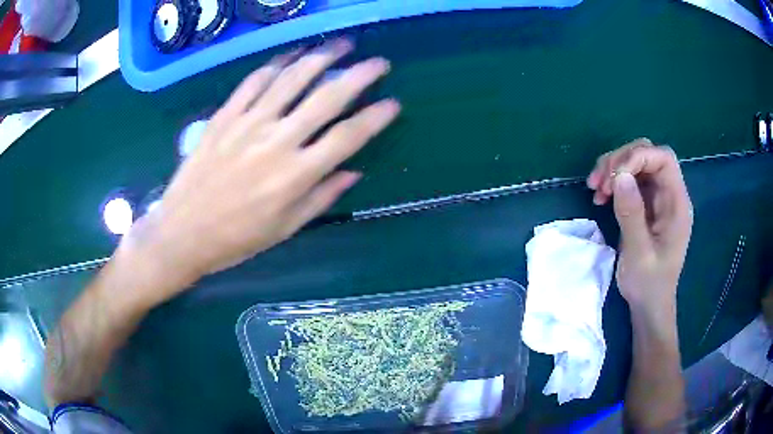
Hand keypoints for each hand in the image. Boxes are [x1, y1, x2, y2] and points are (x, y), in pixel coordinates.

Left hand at [119, 40, 399, 303]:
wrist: (182, 232)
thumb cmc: (236, 238)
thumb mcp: (284, 229)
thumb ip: (321, 197)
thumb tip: (354, 172)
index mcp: (296, 176)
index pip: (347, 137)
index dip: (375, 117)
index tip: (392, 103)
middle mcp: (277, 142)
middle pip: (326, 98)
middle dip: (359, 75)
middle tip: (378, 62)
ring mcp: (248, 124)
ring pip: (291, 79)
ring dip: (320, 57)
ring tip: (339, 45)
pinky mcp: (224, 116)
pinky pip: (253, 82)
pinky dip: (275, 64)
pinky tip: (290, 56)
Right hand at [587, 139, 692, 312]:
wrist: (649, 305)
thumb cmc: (649, 284)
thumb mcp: (639, 253)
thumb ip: (632, 214)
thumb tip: (619, 176)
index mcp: (677, 204)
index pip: (663, 159)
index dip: (638, 157)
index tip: (613, 176)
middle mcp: (670, 194)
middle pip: (648, 155)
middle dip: (621, 160)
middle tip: (599, 182)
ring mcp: (658, 198)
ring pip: (637, 164)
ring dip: (613, 169)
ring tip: (595, 189)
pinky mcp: (647, 205)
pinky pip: (630, 180)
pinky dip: (614, 182)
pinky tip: (601, 196)